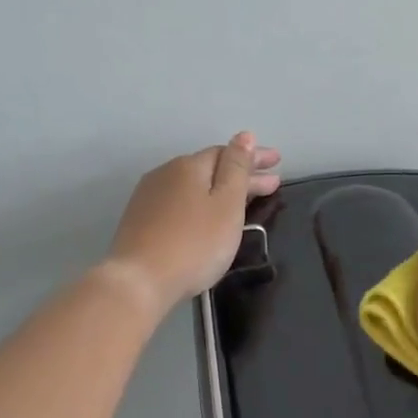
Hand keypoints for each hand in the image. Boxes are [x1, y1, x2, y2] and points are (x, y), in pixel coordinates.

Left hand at [101, 133, 281, 313]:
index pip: (227, 152)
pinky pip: (179, 201)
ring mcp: (149, 196)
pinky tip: (207, 214)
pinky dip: (200, 203)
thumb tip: (244, 136)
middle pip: (210, 168)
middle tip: (271, 183)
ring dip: (220, 189)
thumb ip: (237, 169)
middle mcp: (166, 173)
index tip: (278, 162)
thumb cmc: (195, 244)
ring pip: (193, 185)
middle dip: (241, 174)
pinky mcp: (140, 219)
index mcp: (190, 166)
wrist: (140, 281)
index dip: (254, 157)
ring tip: (243, 199)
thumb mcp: (227, 205)